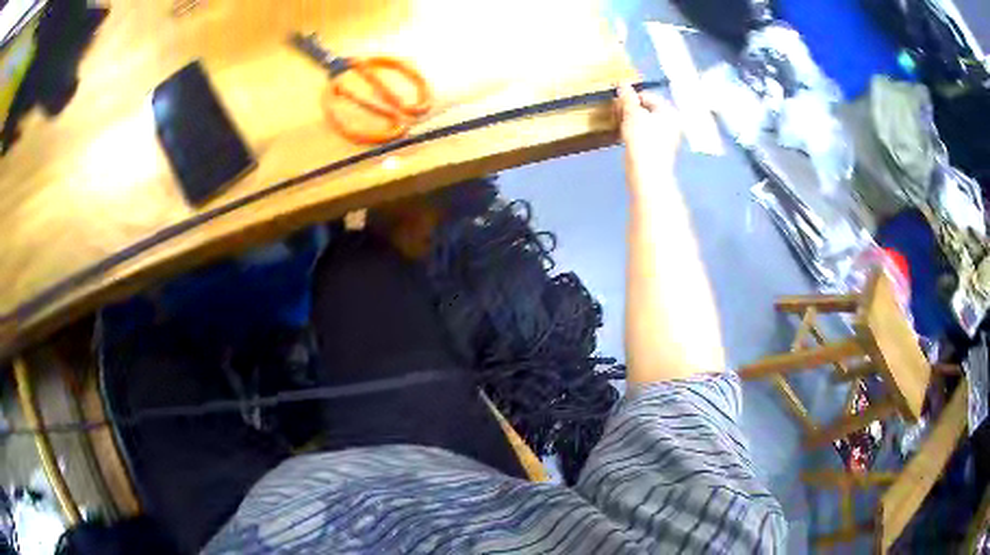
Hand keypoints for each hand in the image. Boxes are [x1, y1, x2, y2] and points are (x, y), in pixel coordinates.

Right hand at [615, 84, 680, 194]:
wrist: (647, 173)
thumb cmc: (643, 140)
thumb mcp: (632, 113)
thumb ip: (627, 96)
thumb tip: (622, 82)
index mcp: (669, 111)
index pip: (647, 95)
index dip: (630, 97)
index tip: (616, 103)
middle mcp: (671, 123)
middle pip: (647, 109)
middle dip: (630, 109)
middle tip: (616, 113)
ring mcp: (666, 138)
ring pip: (644, 122)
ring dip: (630, 120)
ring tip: (618, 124)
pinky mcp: (658, 150)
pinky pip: (644, 135)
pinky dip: (634, 133)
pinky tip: (624, 136)